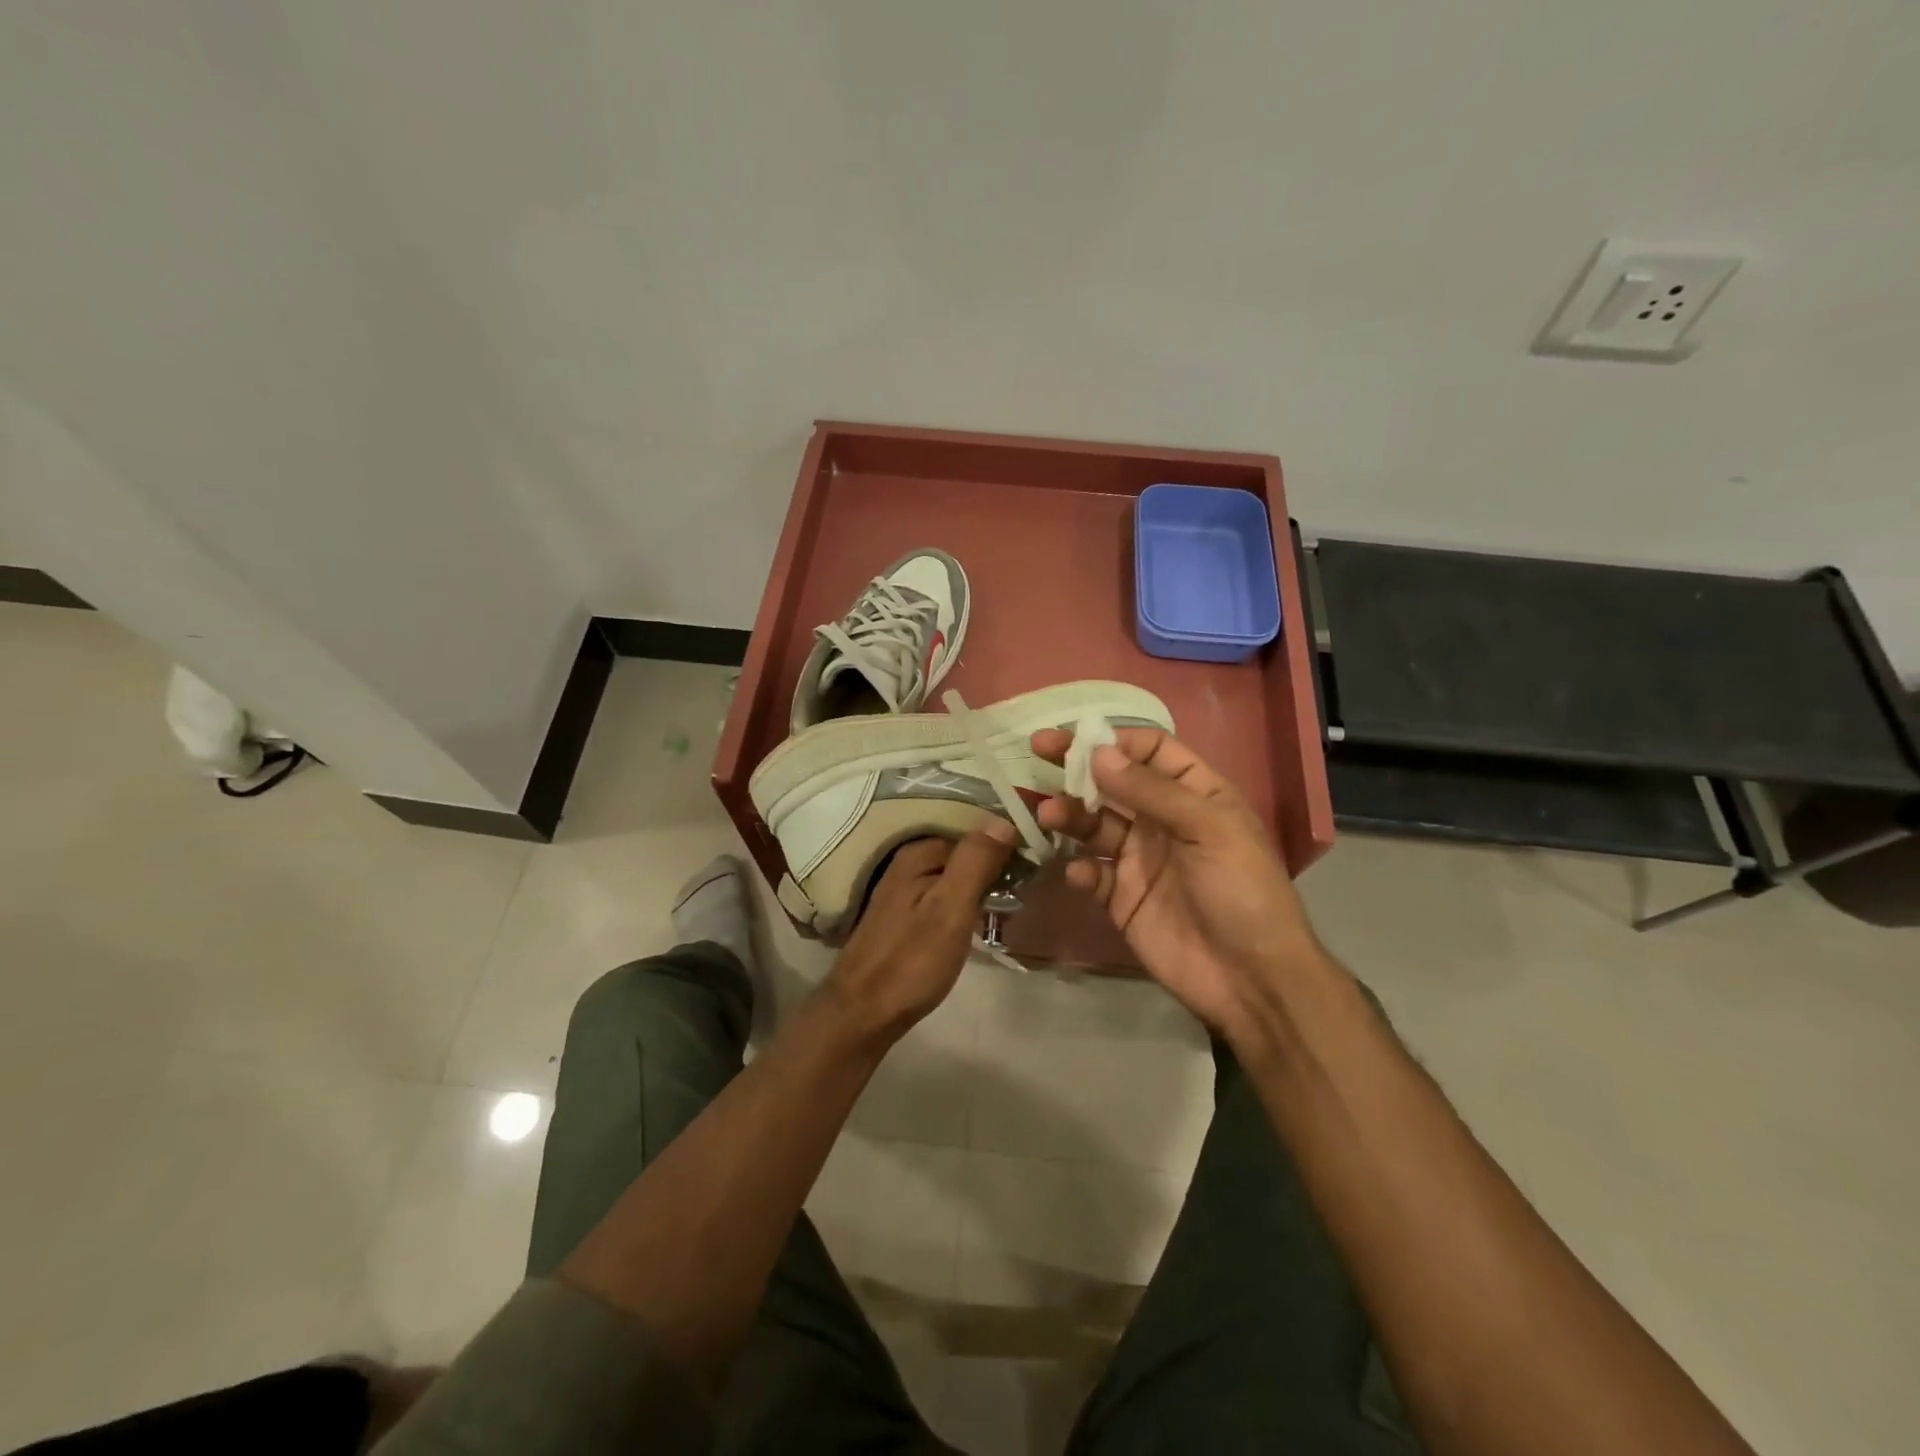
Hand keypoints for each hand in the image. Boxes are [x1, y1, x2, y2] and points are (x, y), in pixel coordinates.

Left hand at [824, 822, 1017, 1043]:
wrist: (864, 1013)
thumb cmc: (911, 961)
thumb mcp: (950, 908)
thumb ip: (975, 862)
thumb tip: (1004, 819)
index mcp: (918, 853)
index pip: (974, 833)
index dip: (1006, 847)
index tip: (1034, 867)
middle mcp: (908, 864)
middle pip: (964, 855)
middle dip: (995, 869)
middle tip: (1025, 894)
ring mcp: (905, 891)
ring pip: (956, 878)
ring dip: (983, 889)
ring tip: (1011, 909)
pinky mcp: (906, 917)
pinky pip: (946, 898)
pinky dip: (966, 906)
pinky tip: (982, 924)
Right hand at [1032, 728, 1328, 1040]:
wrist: (1250, 978)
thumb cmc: (1241, 890)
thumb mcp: (1208, 829)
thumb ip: (1151, 791)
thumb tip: (1096, 753)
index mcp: (1194, 794)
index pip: (1150, 751)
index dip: (1115, 740)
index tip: (1076, 737)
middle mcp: (1162, 820)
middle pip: (1113, 782)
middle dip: (1077, 766)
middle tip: (1038, 750)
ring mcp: (1139, 859)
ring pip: (1094, 824)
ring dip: (1070, 815)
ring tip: (1048, 815)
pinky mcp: (1121, 897)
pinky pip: (1091, 874)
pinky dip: (1078, 870)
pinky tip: (1077, 874)